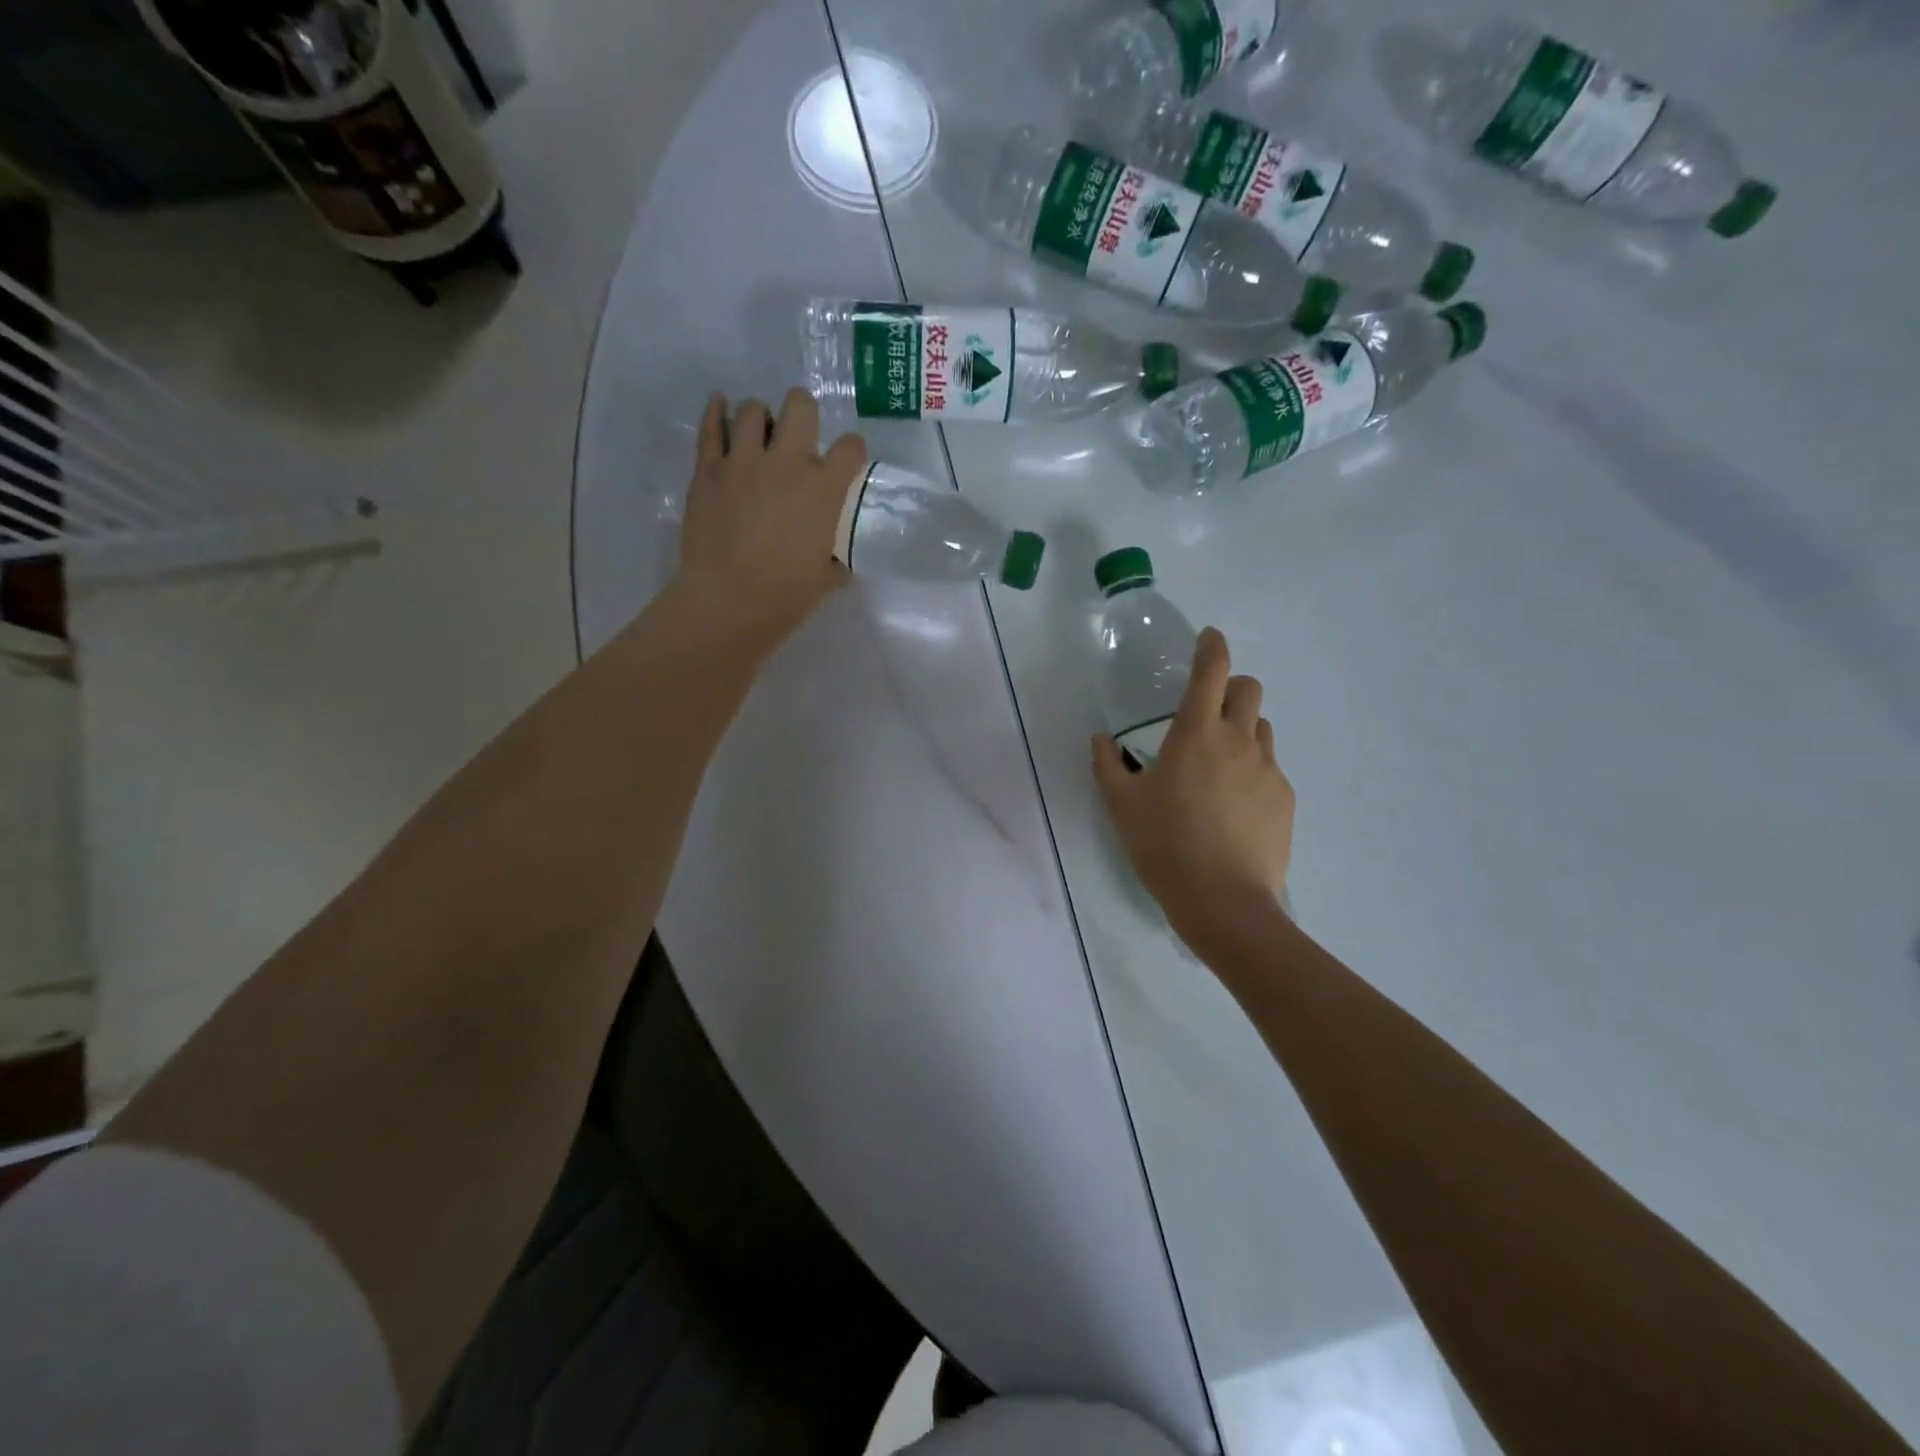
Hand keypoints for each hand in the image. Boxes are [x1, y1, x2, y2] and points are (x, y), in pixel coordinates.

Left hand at [676, 390, 866, 646]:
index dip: (852, 451)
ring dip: (761, 418)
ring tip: (759, 435)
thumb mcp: (825, 579)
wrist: (727, 602)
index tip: (847, 461)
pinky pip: (712, 427)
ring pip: (753, 409)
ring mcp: (743, 462)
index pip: (850, 447)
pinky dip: (717, 412)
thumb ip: (834, 560)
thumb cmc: (785, 596)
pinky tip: (721, 406)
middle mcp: (787, 464)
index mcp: (823, 490)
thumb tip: (834, 561)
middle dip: (803, 413)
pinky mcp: (708, 470)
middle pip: (800, 405)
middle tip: (799, 433)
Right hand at [1092, 628, 1294, 953]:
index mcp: (1196, 733)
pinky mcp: (1284, 798)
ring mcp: (1268, 769)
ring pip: (1262, 728)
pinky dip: (1252, 770)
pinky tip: (1233, 806)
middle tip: (1208, 712)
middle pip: (1249, 689)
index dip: (1211, 646)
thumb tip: (1100, 740)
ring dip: (1243, 729)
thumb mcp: (1122, 806)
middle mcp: (1238, 740)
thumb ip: (1107, 765)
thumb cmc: (1165, 846)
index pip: (1212, 670)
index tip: (1208, 638)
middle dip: (1231, 687)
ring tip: (1219, 763)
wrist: (1224, 901)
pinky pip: (1270, 768)